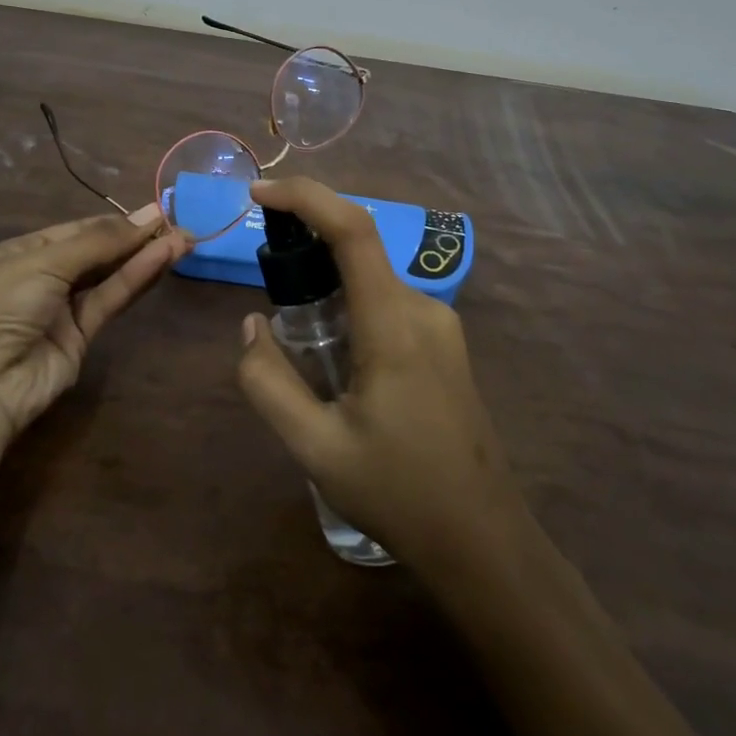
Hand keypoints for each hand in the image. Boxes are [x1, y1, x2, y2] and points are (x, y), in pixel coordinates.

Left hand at [0, 205, 192, 437]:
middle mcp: (46, 276)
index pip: (80, 230)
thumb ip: (100, 241)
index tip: (156, 212)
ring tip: (183, 238)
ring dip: (144, 257)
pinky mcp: (81, 339)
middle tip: (178, 223)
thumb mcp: (45, 261)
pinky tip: (162, 259)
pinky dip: (136, 279)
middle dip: (136, 238)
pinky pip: (111, 301)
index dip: (117, 221)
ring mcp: (63, 309)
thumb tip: (149, 214)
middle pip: (99, 252)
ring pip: (110, 276)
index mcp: (26, 251)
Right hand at [237, 177, 523, 566]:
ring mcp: (440, 324)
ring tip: (301, 346)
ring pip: (369, 278)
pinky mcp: (444, 342)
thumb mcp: (315, 448)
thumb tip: (251, 325)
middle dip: (306, 248)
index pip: (353, 230)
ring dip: (327, 286)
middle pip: (357, 248)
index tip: (259, 193)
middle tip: (269, 292)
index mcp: (393, 325)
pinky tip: (336, 363)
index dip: (305, 197)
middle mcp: (422, 308)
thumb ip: (268, 382)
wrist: (484, 542)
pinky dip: (349, 306)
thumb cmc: (399, 494)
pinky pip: (386, 301)